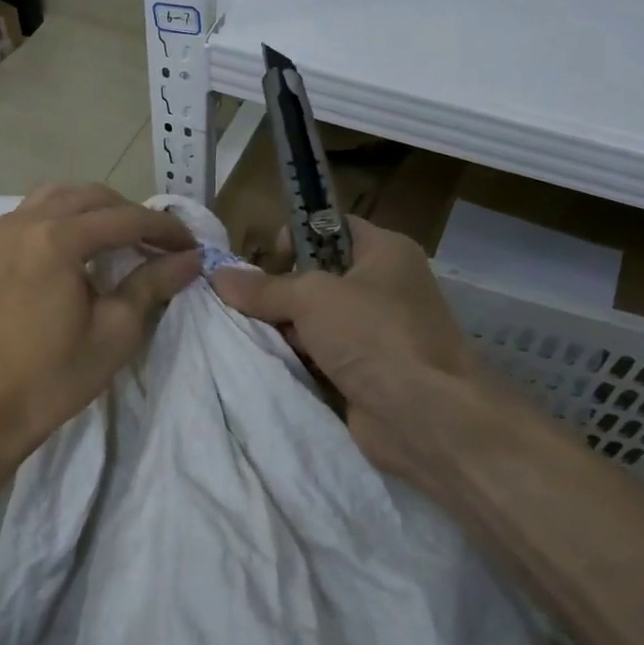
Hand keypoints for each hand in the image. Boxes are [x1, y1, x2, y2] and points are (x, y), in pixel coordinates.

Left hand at [0, 184, 200, 463]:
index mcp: (56, 240)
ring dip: (99, 210)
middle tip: (162, 246)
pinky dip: (67, 215)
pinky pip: (37, 210)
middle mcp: (27, 221)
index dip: (164, 229)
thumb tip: (191, 258)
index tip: (192, 246)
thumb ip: (153, 283)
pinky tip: (84, 244)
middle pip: (93, 198)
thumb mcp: (116, 330)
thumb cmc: (55, 375)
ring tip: (126, 240)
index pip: (125, 218)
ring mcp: (5, 231)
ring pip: (63, 196)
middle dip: (133, 216)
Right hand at [209, 216, 477, 479]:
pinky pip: (322, 356)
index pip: (333, 228)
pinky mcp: (367, 372)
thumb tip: (219, 276)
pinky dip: (299, 359)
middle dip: (282, 290)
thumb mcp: (312, 298)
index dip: (298, 236)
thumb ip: (265, 287)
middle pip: (320, 277)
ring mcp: (378, 333)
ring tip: (251, 335)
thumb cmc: (374, 334)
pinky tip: (269, 362)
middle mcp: (386, 287)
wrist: (424, 416)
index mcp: (386, 252)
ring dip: (286, 329)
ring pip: (317, 320)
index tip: (268, 259)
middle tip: (248, 304)